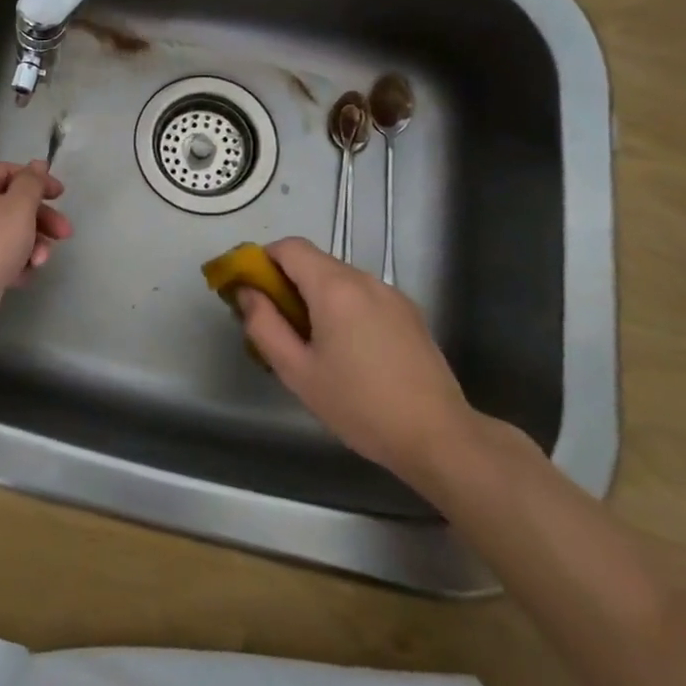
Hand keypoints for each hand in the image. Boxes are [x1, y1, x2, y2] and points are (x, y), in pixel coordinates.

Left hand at [0, 161, 72, 345]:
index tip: (61, 197)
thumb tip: (37, 165)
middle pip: (9, 203)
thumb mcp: (19, 208)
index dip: (38, 181)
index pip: (9, 171)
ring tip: (40, 262)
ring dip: (30, 243)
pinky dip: (12, 261)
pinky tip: (23, 276)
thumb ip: (32, 183)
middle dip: (40, 219)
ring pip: (4, 231)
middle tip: (64, 235)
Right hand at [239, 237, 476, 494]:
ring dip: (317, 295)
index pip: (288, 247)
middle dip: (288, 282)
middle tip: (279, 323)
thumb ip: (263, 325)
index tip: (253, 291)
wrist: (439, 437)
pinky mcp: (409, 312)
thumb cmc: (359, 405)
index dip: (263, 261)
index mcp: (333, 287)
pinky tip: (350, 349)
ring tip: (315, 342)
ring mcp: (391, 294)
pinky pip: (363, 295)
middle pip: (314, 261)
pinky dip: (345, 306)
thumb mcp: (297, 371)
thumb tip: (246, 292)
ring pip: (339, 278)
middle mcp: (364, 278)